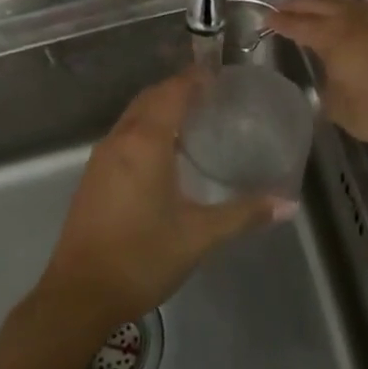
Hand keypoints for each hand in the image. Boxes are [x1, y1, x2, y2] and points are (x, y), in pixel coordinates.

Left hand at [40, 72, 290, 325]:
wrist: (79, 294)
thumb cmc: (142, 257)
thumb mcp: (199, 236)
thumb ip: (243, 214)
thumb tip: (287, 204)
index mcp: (145, 142)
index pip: (172, 92)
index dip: (195, 77)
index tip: (220, 75)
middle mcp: (120, 139)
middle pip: (150, 98)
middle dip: (178, 89)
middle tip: (213, 96)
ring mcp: (101, 157)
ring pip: (133, 116)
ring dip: (160, 108)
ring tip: (195, 120)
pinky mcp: (93, 176)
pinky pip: (123, 136)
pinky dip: (145, 128)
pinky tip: (165, 154)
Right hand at [270, 0, 367, 144]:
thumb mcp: (340, 108)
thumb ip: (329, 91)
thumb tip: (329, 82)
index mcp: (332, 39)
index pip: (299, 27)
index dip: (281, 23)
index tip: (266, 18)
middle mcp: (351, 24)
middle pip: (318, 7)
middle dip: (297, 4)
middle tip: (280, 2)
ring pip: (344, 0)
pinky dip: (358, 2)